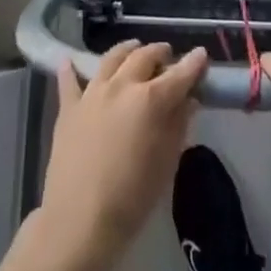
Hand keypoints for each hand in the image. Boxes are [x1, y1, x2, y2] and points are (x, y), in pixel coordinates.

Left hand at [34, 40, 207, 267]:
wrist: (79, 222)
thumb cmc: (132, 198)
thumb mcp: (166, 163)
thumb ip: (178, 125)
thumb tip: (188, 100)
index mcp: (151, 99)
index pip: (179, 74)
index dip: (193, 63)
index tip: (202, 55)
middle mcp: (122, 85)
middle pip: (144, 56)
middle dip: (160, 52)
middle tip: (168, 55)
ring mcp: (92, 93)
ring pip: (112, 58)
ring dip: (127, 50)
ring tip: (134, 48)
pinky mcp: (68, 107)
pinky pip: (69, 81)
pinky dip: (70, 69)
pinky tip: (68, 61)